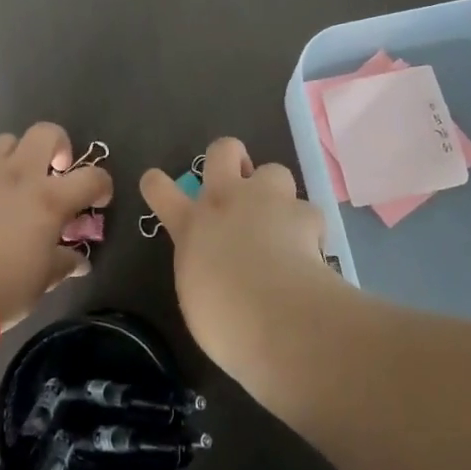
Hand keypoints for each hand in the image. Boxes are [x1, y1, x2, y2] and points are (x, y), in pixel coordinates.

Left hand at [0, 124, 111, 329]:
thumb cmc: (3, 286)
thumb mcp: (41, 280)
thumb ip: (62, 263)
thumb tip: (78, 261)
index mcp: (50, 198)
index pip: (91, 177)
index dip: (102, 185)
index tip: (99, 200)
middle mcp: (20, 177)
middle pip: (46, 133)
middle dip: (59, 145)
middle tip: (58, 172)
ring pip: (8, 140)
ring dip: (21, 153)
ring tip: (22, 181)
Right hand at [140, 137, 335, 382]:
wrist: (276, 314)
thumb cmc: (224, 319)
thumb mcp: (198, 296)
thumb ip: (203, 270)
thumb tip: (217, 273)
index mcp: (191, 224)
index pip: (160, 190)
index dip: (157, 183)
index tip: (157, 184)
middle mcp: (226, 200)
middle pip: (222, 150)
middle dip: (230, 157)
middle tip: (238, 181)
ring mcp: (267, 200)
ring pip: (273, 170)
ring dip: (276, 192)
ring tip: (282, 221)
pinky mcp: (304, 213)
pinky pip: (308, 212)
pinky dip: (310, 230)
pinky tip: (314, 252)